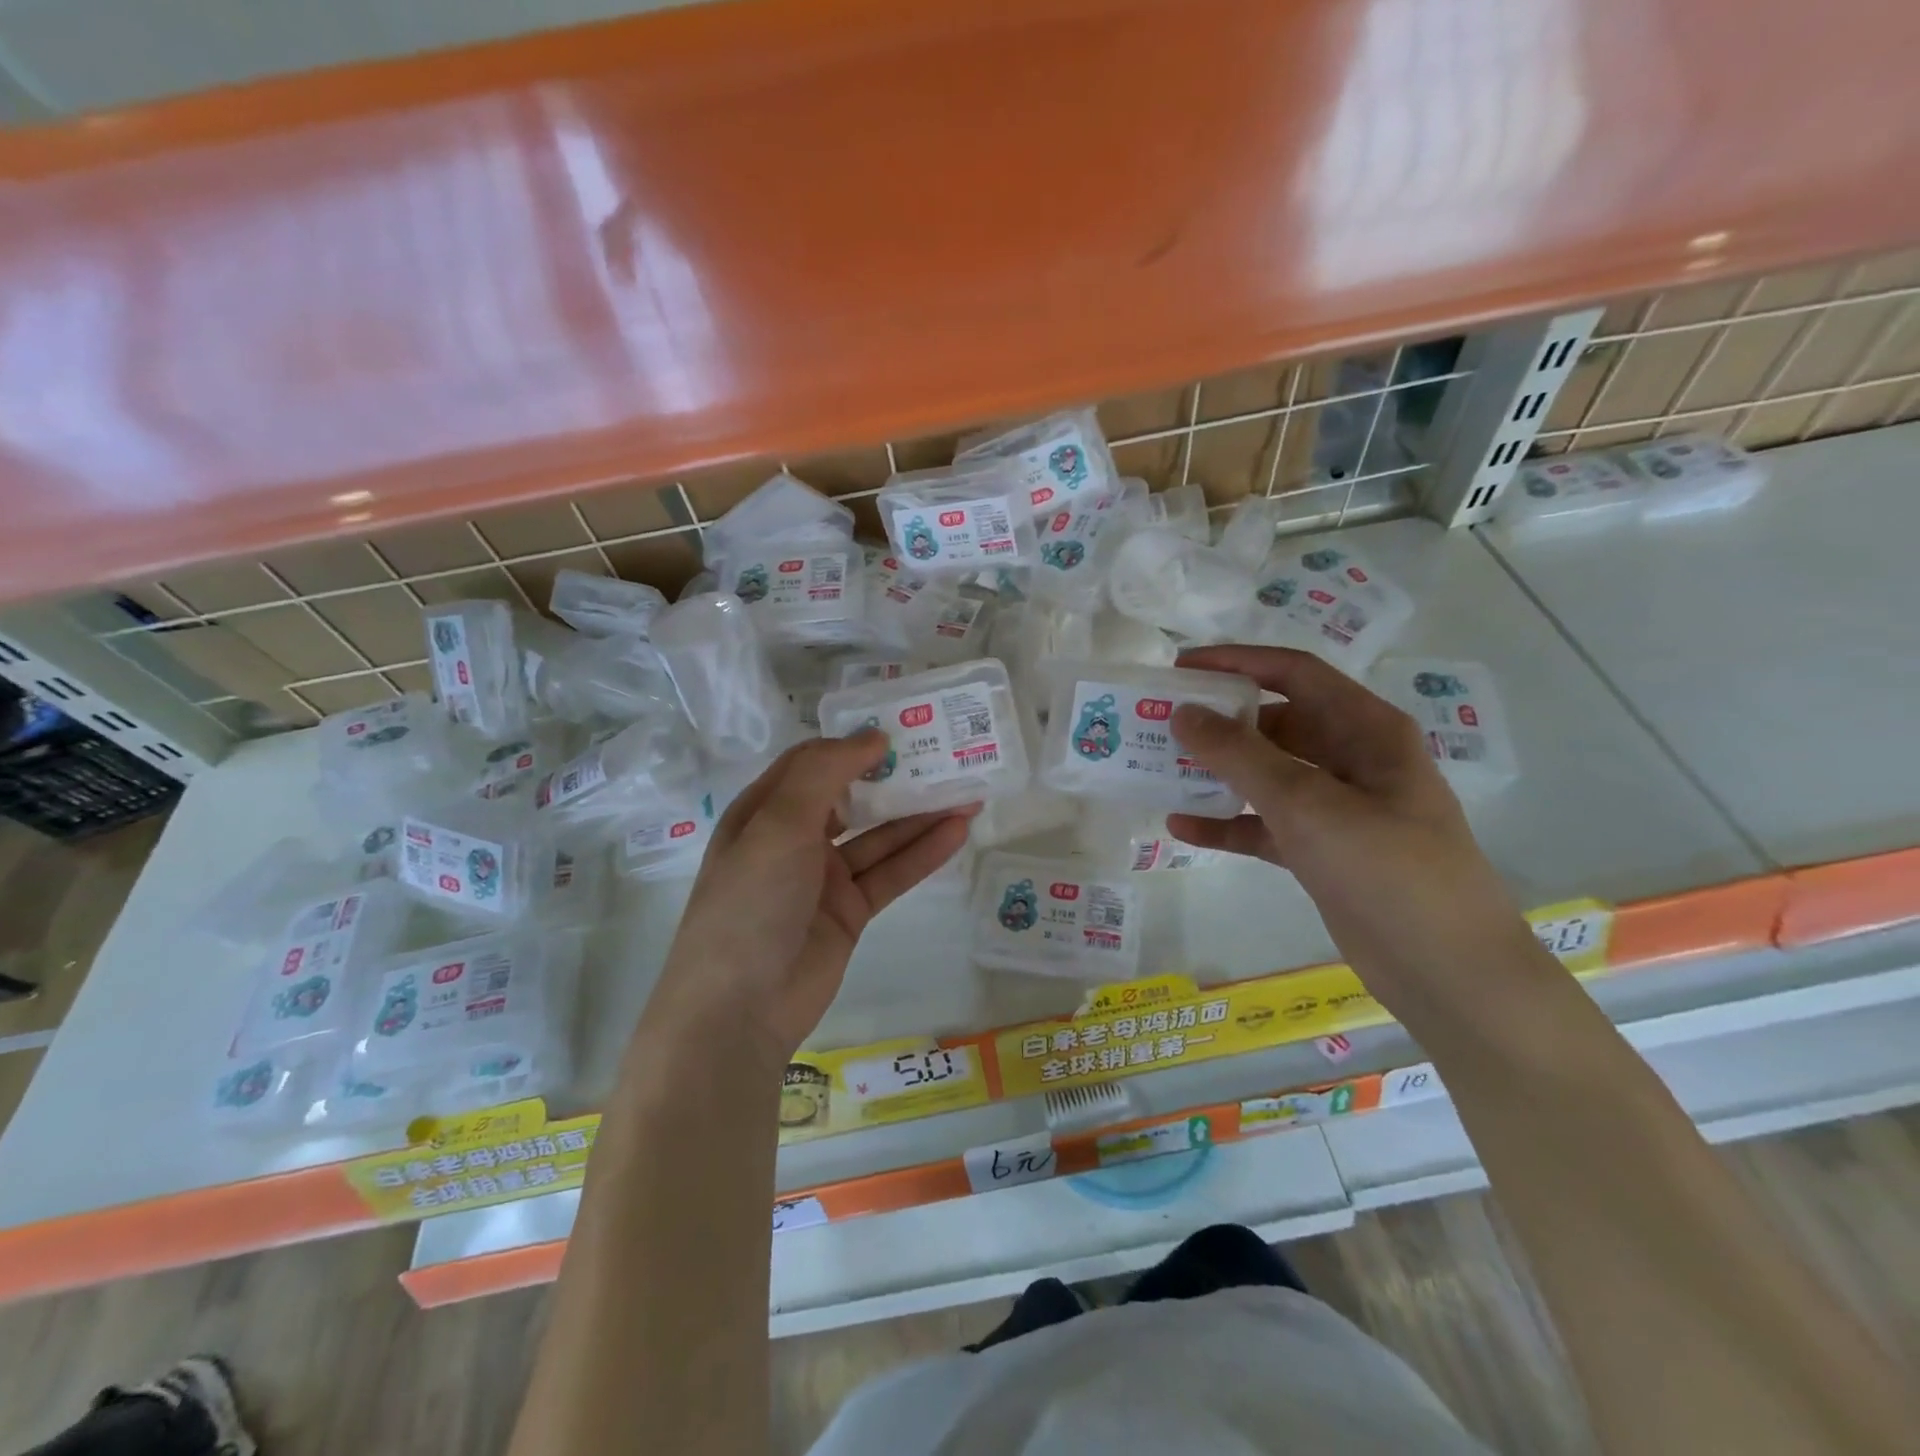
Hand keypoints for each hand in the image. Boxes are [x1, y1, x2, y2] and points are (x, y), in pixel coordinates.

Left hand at [646, 733, 976, 1064]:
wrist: (740, 1009)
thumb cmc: (750, 901)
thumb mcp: (778, 823)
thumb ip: (825, 772)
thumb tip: (872, 736)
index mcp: (765, 810)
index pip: (813, 763)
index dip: (853, 744)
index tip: (900, 730)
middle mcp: (794, 838)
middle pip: (852, 797)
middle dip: (895, 778)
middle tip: (946, 756)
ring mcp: (823, 877)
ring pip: (879, 836)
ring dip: (920, 815)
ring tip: (969, 791)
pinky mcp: (850, 912)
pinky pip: (890, 874)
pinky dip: (922, 854)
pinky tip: (958, 832)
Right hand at [1166, 645, 1529, 1000]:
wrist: (1448, 973)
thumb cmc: (1387, 870)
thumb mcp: (1308, 804)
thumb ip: (1241, 755)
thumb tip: (1184, 713)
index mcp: (1366, 729)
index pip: (1294, 674)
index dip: (1236, 662)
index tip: (1179, 669)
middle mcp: (1353, 759)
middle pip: (1276, 722)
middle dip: (1219, 722)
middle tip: (1160, 725)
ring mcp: (1338, 808)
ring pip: (1267, 774)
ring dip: (1217, 772)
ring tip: (1160, 770)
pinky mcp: (1323, 851)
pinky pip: (1265, 825)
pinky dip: (1228, 823)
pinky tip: (1182, 828)